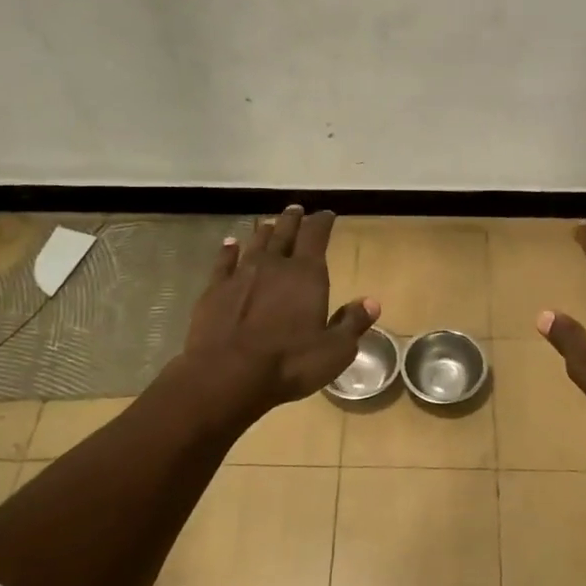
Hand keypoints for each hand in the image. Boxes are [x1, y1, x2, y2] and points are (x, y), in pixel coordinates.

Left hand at [183, 205, 379, 413]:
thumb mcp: (335, 350)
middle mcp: (273, 265)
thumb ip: (353, 323)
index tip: (327, 214)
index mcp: (307, 275)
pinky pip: (223, 261)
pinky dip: (228, 250)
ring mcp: (240, 275)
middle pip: (284, 233)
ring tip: (269, 223)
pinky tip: (230, 244)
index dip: (322, 222)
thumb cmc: (289, 363)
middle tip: (297, 209)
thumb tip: (372, 302)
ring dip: (264, 232)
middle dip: (293, 220)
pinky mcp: (214, 290)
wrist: (226, 375)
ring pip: (255, 243)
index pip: (316, 236)